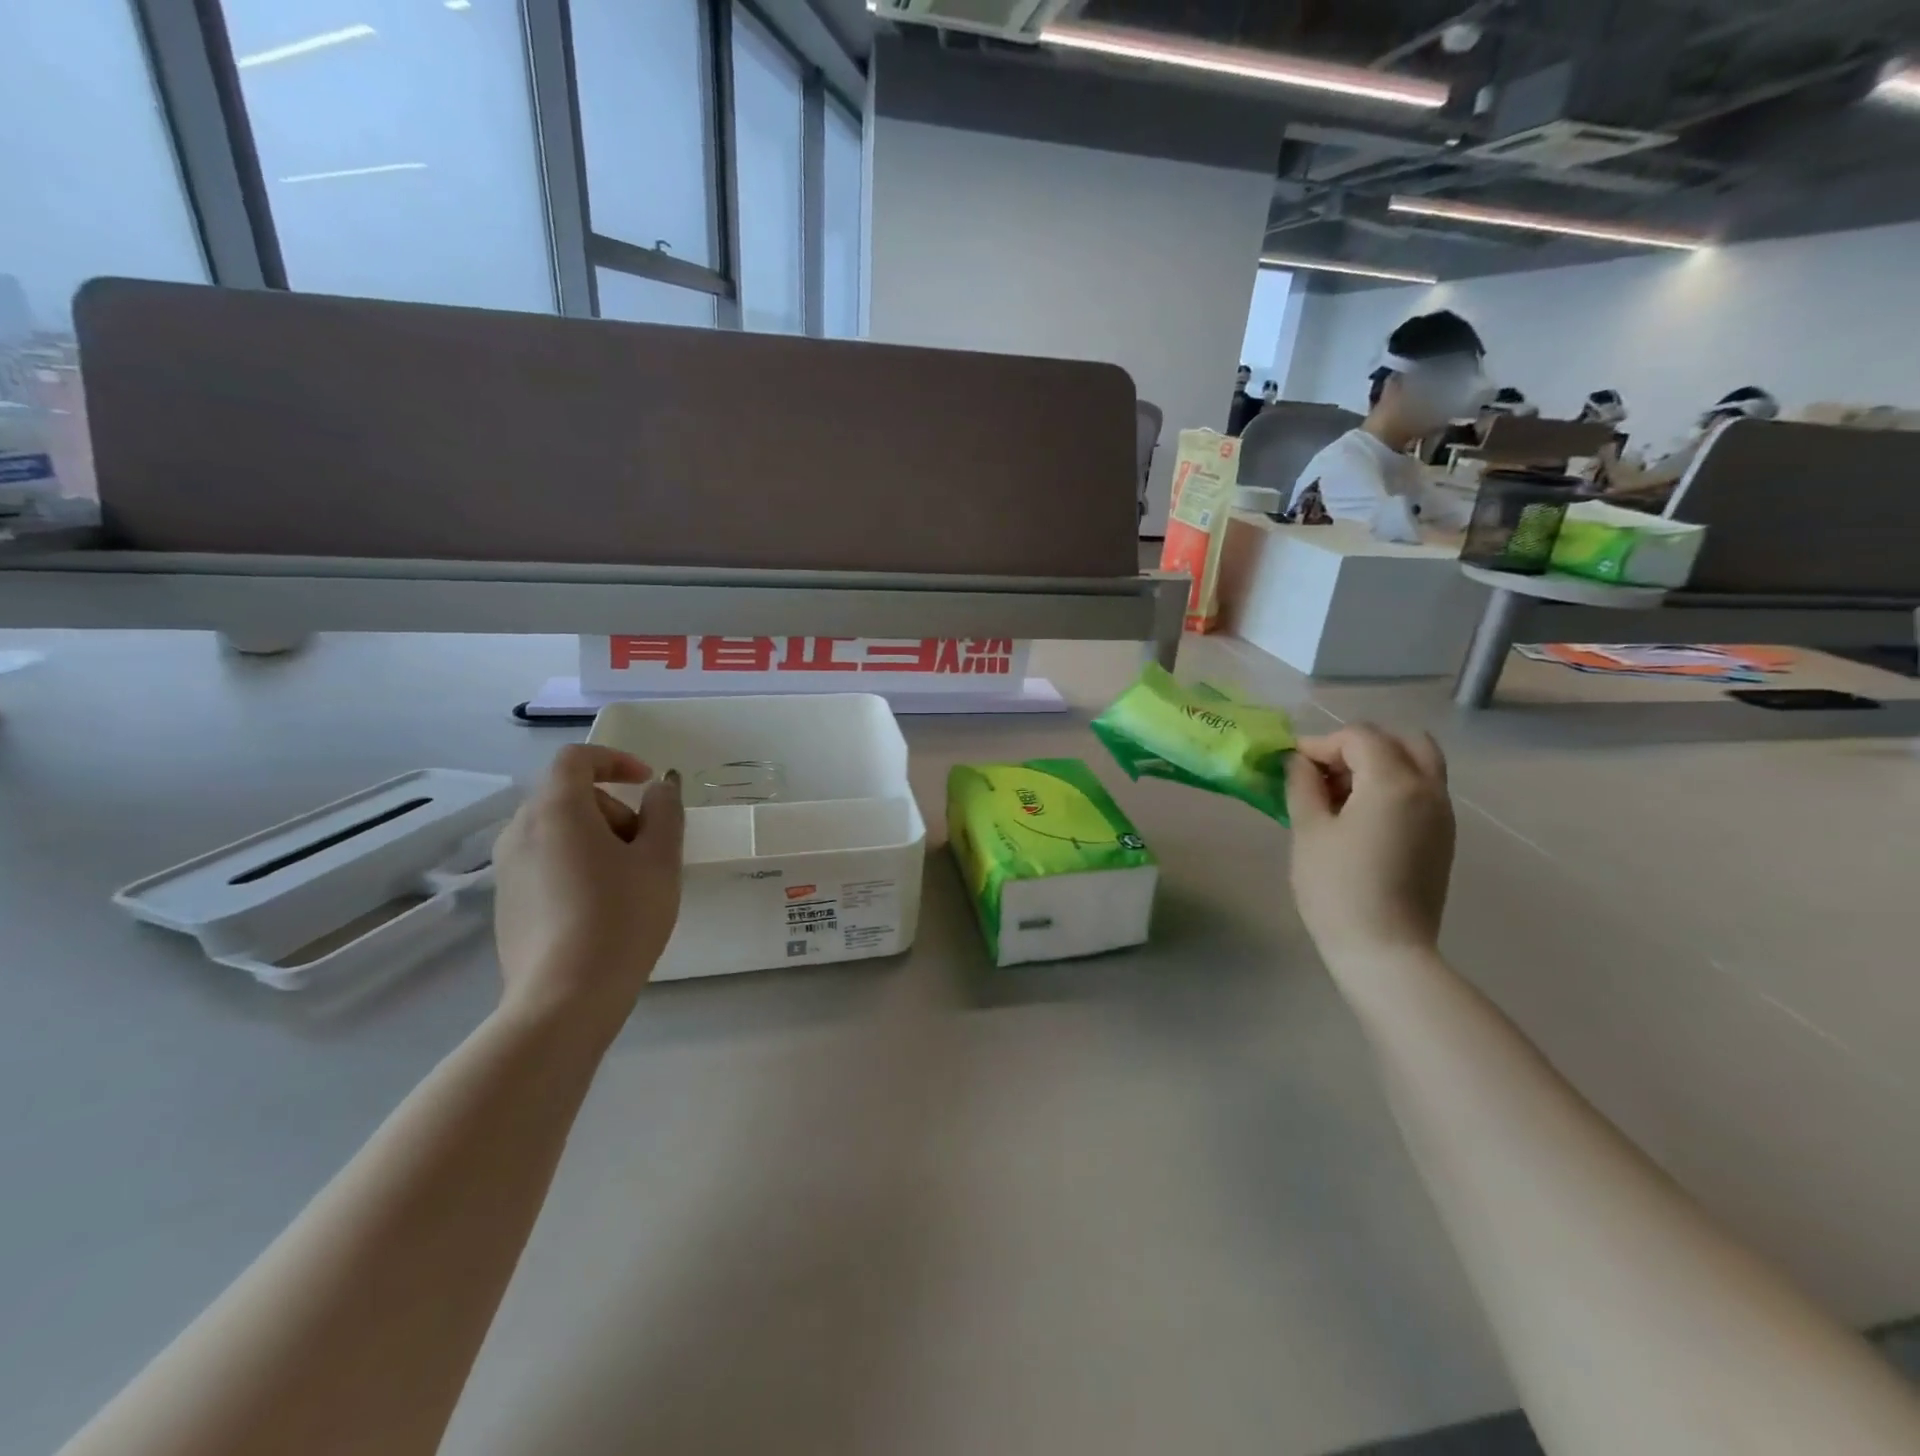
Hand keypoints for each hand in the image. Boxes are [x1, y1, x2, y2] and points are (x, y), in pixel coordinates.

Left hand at [492, 745, 684, 1031]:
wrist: (564, 999)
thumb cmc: (621, 917)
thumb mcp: (660, 859)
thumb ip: (665, 812)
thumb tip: (659, 789)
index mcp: (556, 810)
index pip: (577, 758)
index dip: (615, 760)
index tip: (648, 783)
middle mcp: (521, 831)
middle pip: (569, 796)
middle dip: (614, 809)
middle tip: (647, 846)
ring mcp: (507, 869)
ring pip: (557, 831)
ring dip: (597, 838)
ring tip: (629, 880)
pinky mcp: (506, 903)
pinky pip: (545, 863)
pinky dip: (576, 865)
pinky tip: (601, 908)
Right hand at [1285, 725, 1454, 965]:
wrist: (1385, 950)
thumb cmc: (1337, 888)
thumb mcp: (1308, 830)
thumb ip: (1303, 785)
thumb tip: (1299, 762)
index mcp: (1394, 782)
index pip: (1359, 737)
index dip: (1321, 744)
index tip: (1292, 767)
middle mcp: (1428, 789)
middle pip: (1401, 741)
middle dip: (1359, 746)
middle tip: (1324, 773)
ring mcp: (1442, 815)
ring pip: (1418, 764)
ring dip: (1379, 765)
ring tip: (1339, 795)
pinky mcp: (1443, 838)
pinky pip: (1422, 791)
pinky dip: (1393, 787)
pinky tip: (1359, 817)